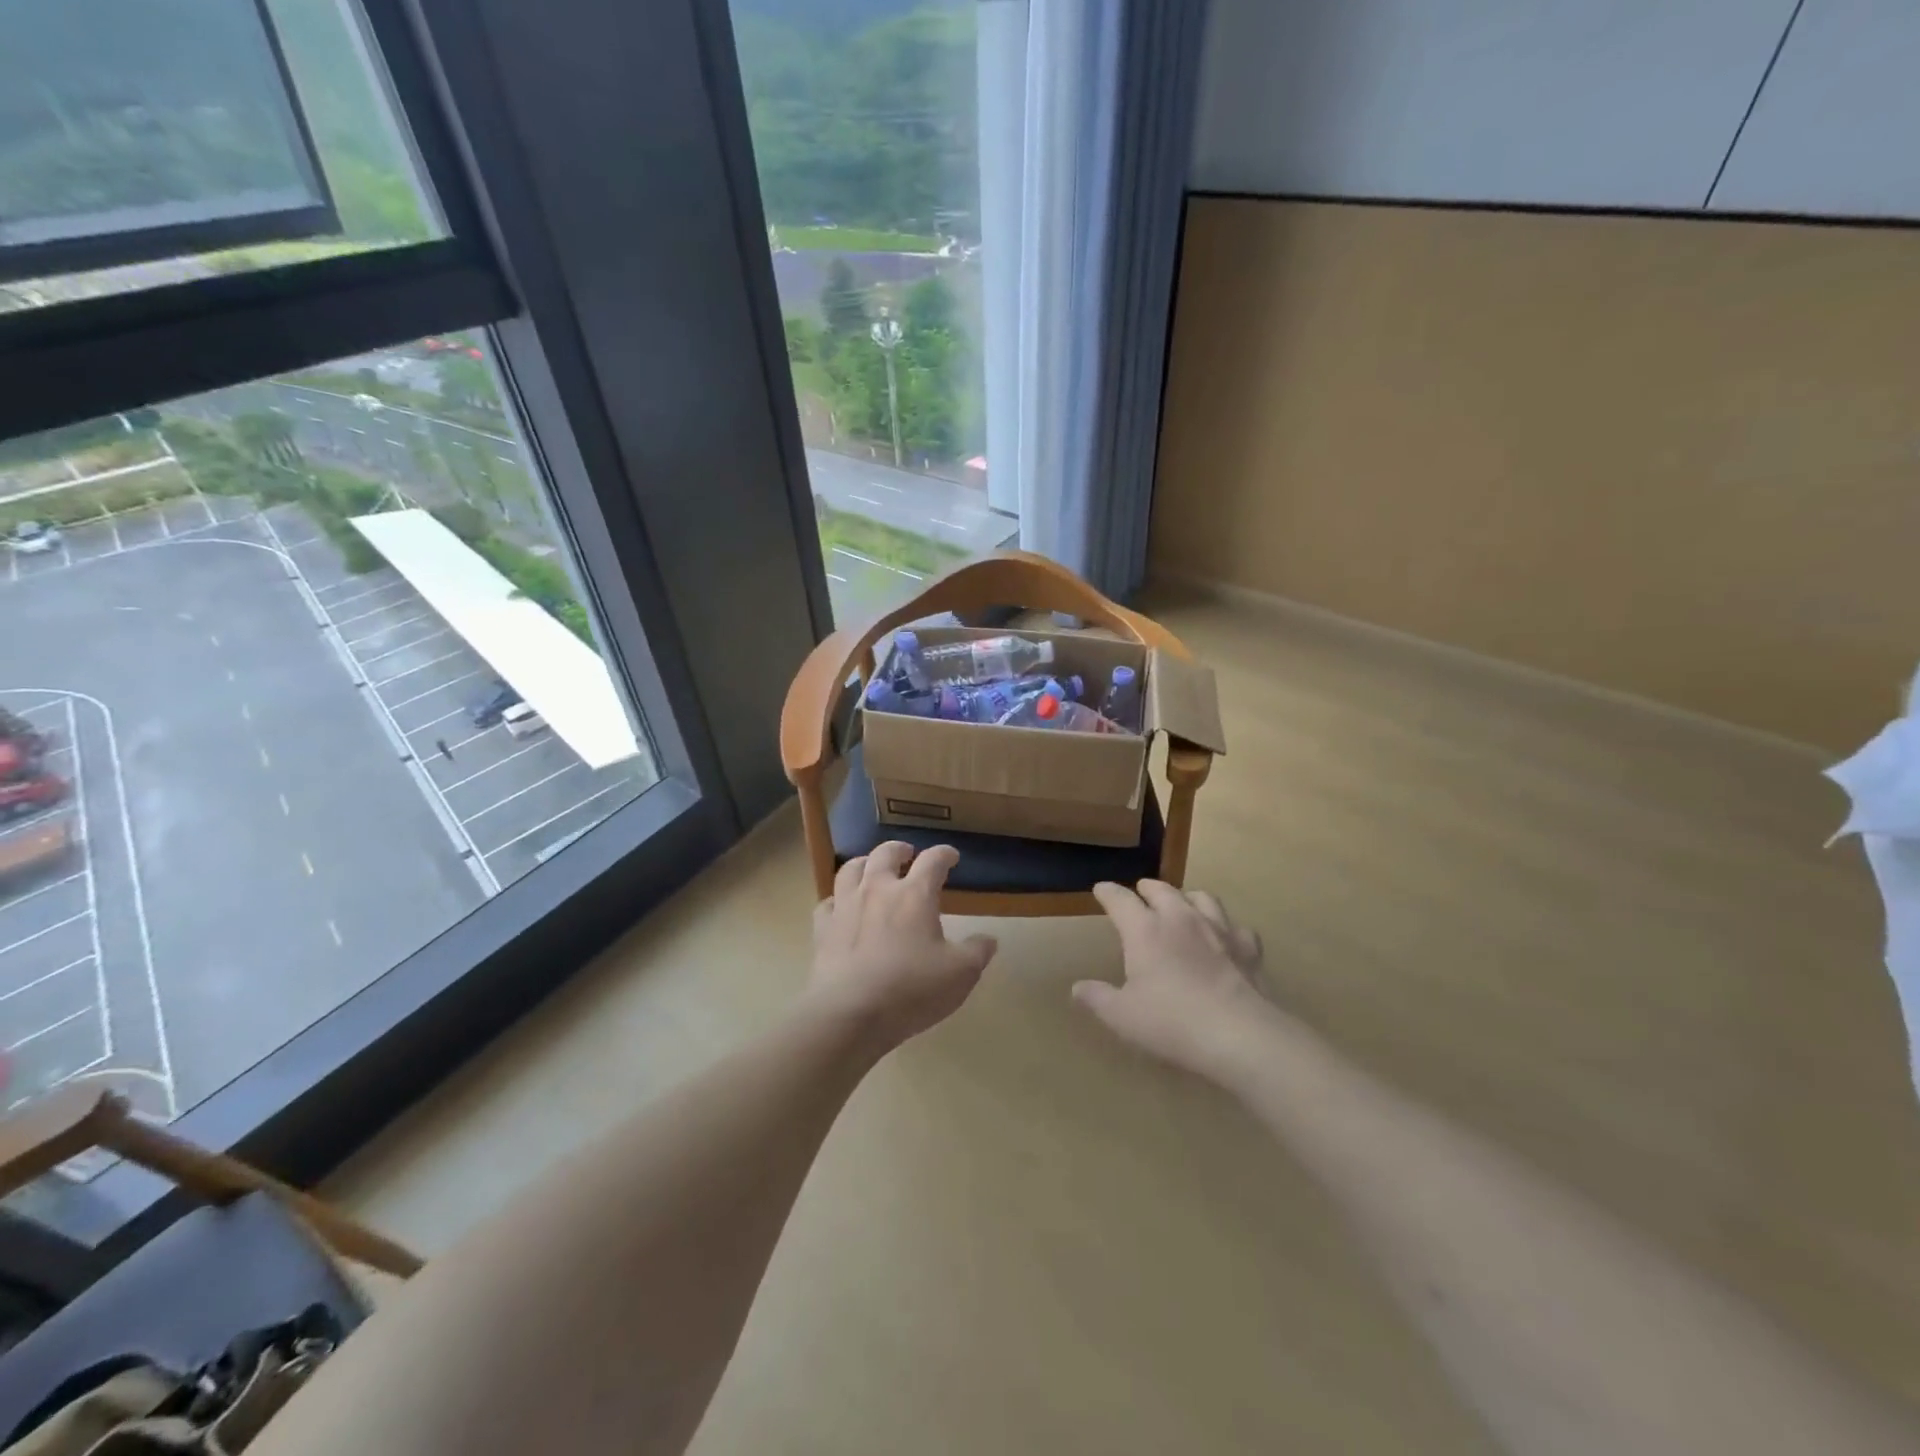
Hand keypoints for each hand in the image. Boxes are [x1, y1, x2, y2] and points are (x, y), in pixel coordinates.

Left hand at [808, 842, 997, 1050]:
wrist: (850, 1013)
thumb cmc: (911, 989)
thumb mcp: (960, 974)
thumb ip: (977, 952)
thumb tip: (989, 939)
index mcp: (914, 895)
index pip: (933, 861)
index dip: (944, 854)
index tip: (951, 857)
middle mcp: (878, 890)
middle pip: (885, 854)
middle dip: (899, 850)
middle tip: (908, 854)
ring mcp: (845, 906)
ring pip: (850, 869)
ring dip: (864, 863)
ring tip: (870, 868)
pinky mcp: (822, 929)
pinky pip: (827, 903)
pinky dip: (836, 899)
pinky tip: (840, 907)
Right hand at [1075, 880, 1270, 1080]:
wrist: (1240, 1036)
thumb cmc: (1172, 1023)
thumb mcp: (1122, 1016)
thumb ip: (1097, 998)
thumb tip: (1077, 987)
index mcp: (1145, 930)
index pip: (1120, 899)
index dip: (1108, 892)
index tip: (1101, 890)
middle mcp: (1180, 919)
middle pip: (1161, 889)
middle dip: (1147, 889)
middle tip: (1140, 893)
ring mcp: (1218, 929)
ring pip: (1201, 897)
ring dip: (1187, 898)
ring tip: (1182, 906)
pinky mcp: (1248, 948)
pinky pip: (1236, 927)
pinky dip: (1226, 928)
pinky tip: (1225, 939)